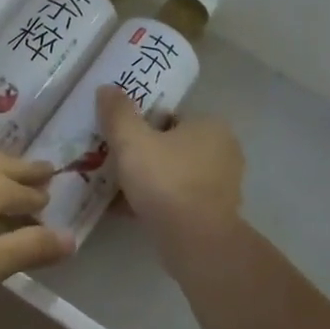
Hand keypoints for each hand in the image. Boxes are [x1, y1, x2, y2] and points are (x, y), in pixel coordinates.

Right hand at [95, 86, 244, 264]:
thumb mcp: (132, 142)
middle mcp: (224, 151)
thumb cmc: (166, 182)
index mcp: (211, 125)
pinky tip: (131, 211)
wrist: (195, 240)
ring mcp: (222, 185)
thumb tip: (106, 88)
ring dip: (150, 181)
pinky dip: (158, 203)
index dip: (142, 126)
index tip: (119, 140)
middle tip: (115, 165)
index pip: (171, 117)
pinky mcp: (215, 213)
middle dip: (145, 155)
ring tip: (117, 190)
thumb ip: (118, 114)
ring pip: (175, 175)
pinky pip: (179, 200)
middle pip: (173, 147)